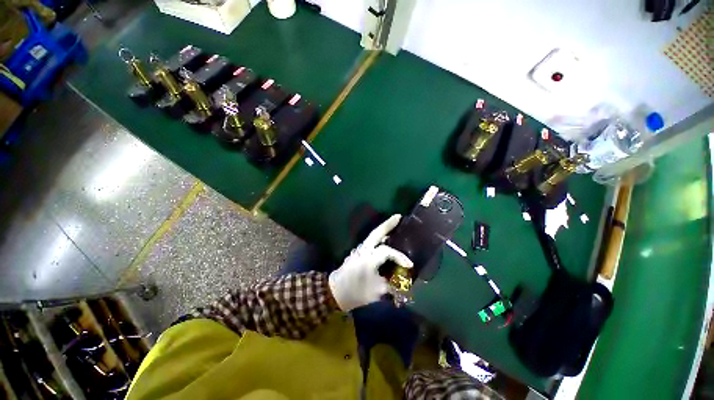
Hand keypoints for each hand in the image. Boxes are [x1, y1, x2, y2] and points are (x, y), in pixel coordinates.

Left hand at [328, 214, 412, 311]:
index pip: (387, 251)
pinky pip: (370, 242)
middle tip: (398, 217)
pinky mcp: (357, 252)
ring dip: (383, 229)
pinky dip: (378, 238)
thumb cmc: (355, 292)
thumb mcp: (376, 292)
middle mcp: (363, 250)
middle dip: (388, 224)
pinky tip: (385, 240)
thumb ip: (390, 284)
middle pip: (376, 233)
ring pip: (372, 236)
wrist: (335, 292)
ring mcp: (359, 249)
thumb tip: (400, 281)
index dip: (400, 256)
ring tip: (394, 225)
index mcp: (368, 259)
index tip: (410, 264)